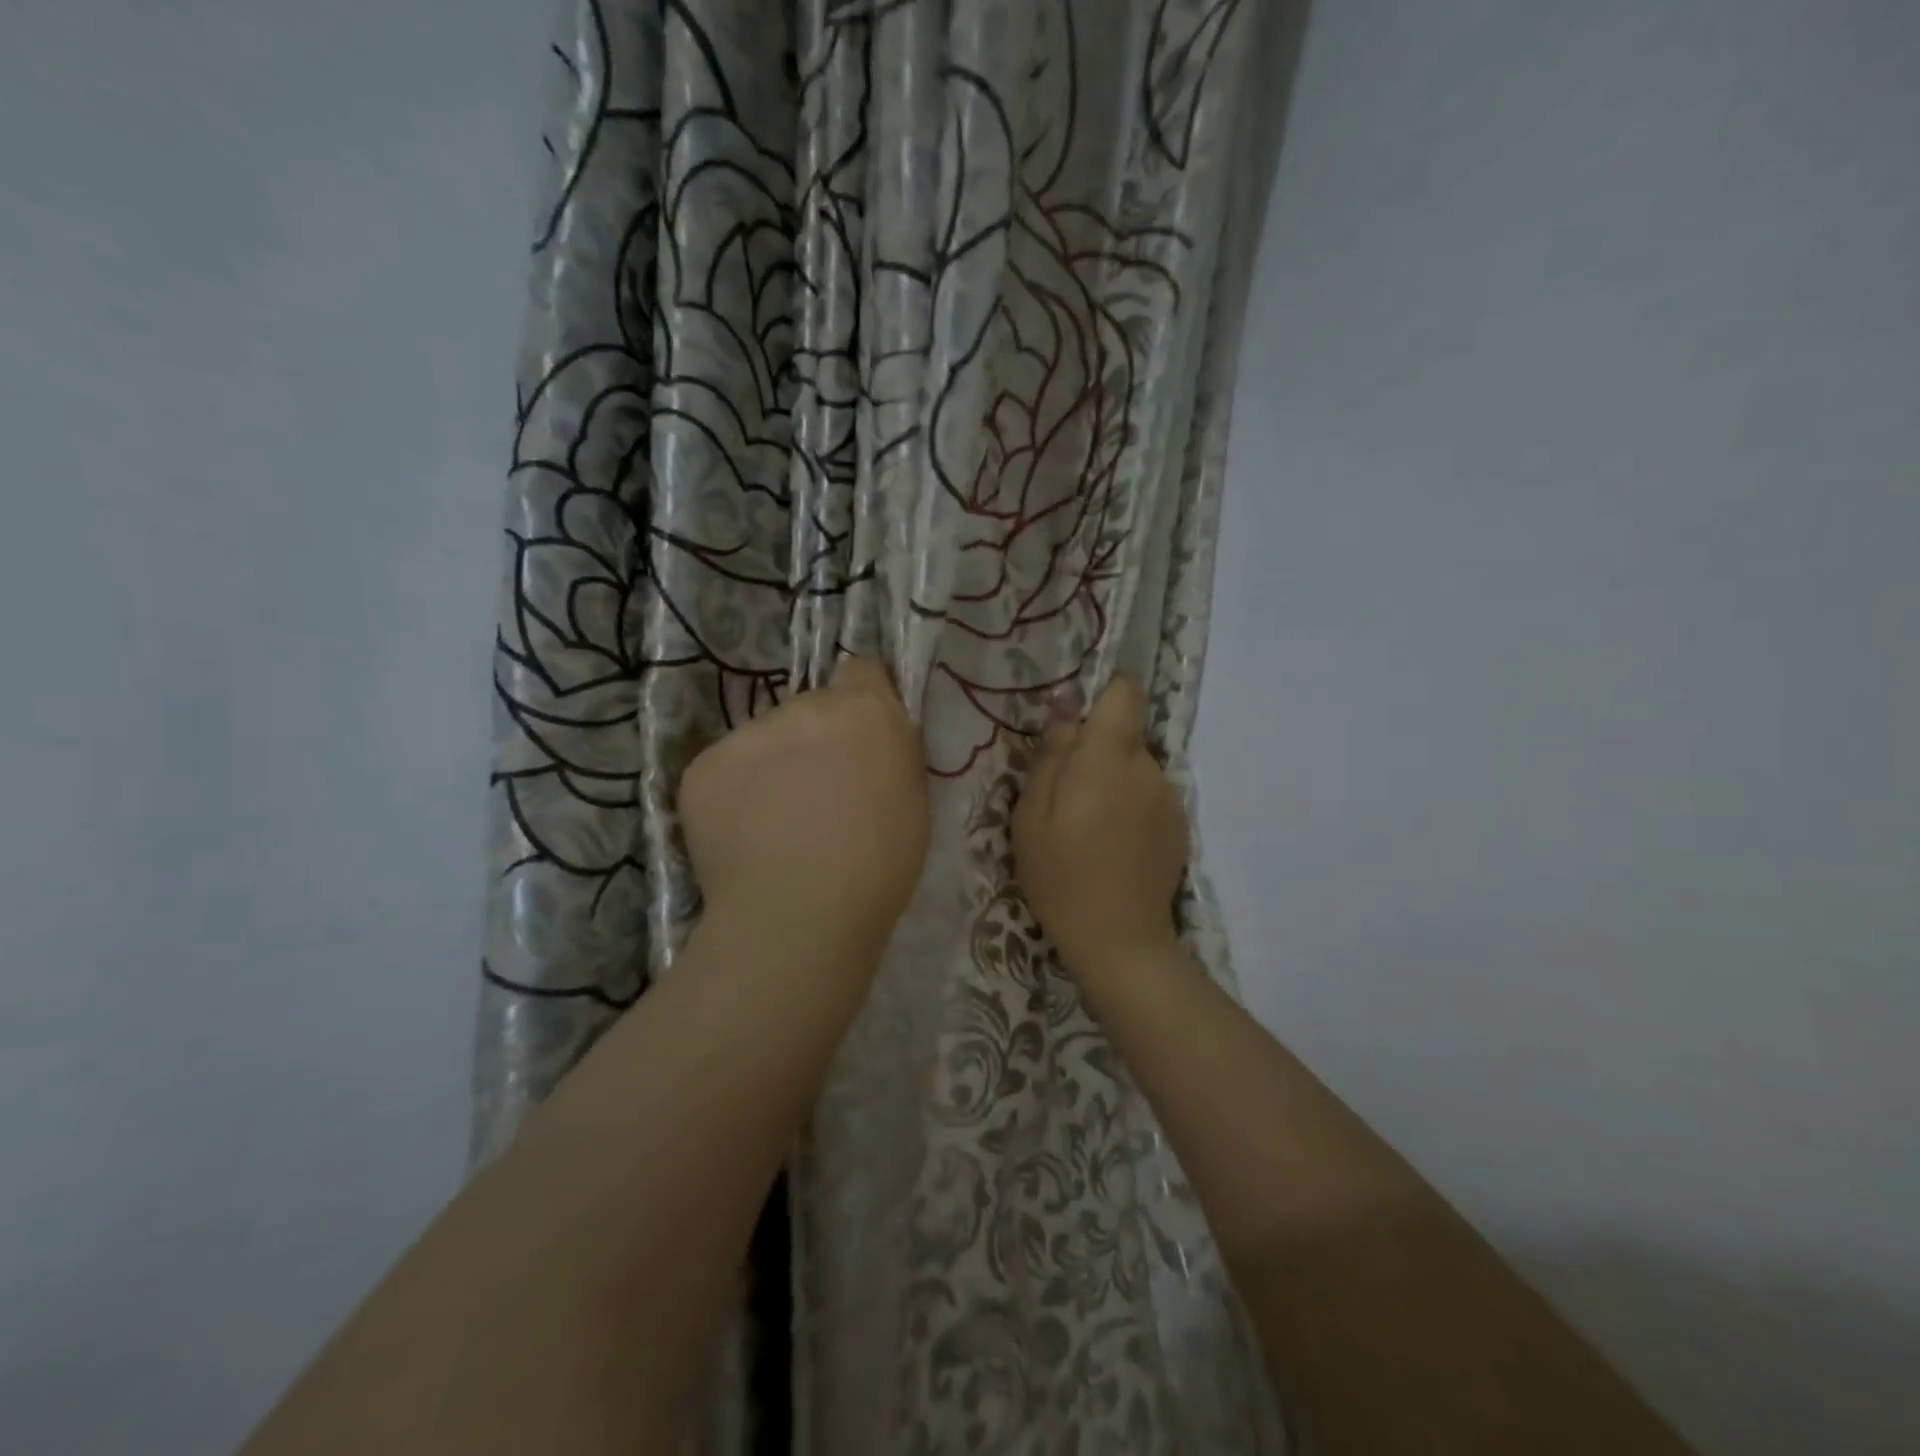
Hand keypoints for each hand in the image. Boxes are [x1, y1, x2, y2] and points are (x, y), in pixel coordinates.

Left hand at [679, 656, 928, 969]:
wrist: (800, 917)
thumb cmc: (878, 867)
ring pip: (764, 740)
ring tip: (776, 827)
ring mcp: (747, 734)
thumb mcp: (912, 800)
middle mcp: (803, 707)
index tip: (861, 738)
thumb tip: (870, 743)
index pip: (861, 670)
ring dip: (773, 767)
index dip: (863, 701)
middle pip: (809, 710)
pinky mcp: (702, 767)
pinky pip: (726, 770)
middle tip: (818, 797)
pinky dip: (735, 796)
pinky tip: (744, 837)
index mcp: (863, 711)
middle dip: (815, 741)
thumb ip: (890, 753)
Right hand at [1013, 674, 1188, 980]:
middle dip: (1097, 752)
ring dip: (1113, 784)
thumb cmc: (1060, 873)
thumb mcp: (1032, 813)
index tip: (1079, 715)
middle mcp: (1148, 767)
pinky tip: (1114, 846)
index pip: (1126, 692)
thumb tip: (1065, 705)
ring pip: (1136, 769)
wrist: (1118, 938)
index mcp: (1108, 757)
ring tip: (1088, 828)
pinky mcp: (1179, 826)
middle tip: (1065, 795)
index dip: (1106, 690)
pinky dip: (1131, 809)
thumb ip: (1052, 753)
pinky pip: (1149, 798)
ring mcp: (1170, 798)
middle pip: (1125, 736)